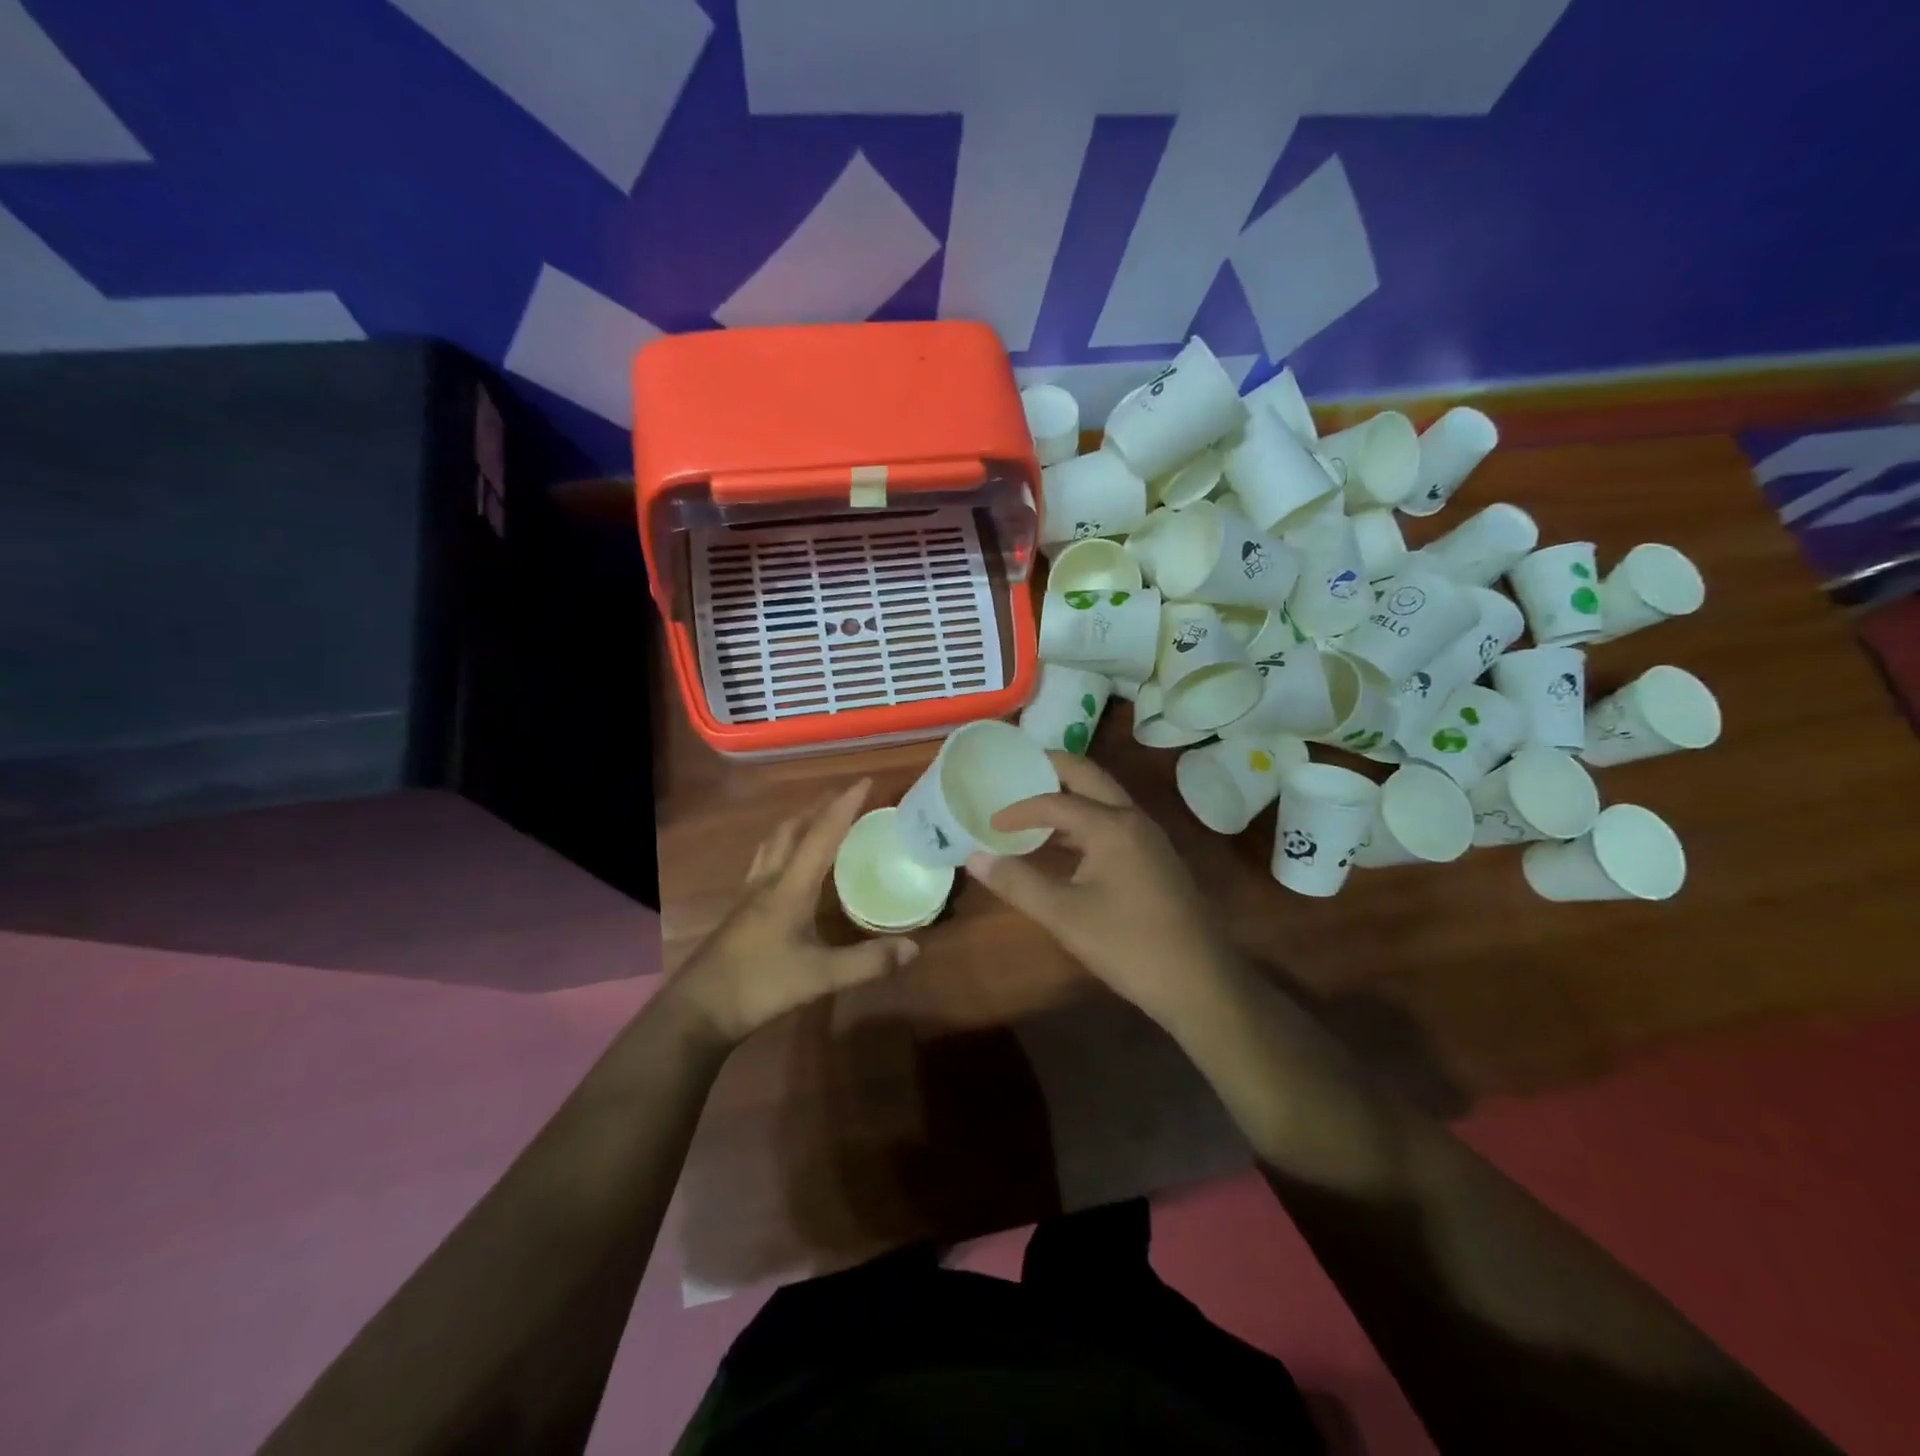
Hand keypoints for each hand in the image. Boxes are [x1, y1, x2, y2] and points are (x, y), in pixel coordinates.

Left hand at [671, 779, 918, 1044]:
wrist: (700, 1008)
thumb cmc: (760, 985)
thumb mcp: (820, 977)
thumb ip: (867, 962)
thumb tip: (914, 948)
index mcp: (790, 886)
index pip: (822, 835)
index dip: (845, 806)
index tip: (866, 781)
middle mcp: (769, 880)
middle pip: (793, 829)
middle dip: (820, 807)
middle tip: (846, 796)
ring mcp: (750, 894)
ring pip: (774, 842)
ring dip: (798, 822)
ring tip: (817, 816)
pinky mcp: (741, 909)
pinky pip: (765, 860)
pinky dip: (784, 845)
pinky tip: (789, 862)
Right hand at [964, 753, 1232, 1024]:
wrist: (1199, 982)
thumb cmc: (1128, 944)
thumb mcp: (1064, 915)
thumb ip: (1018, 882)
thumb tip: (974, 857)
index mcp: (1112, 825)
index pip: (1055, 802)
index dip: (1019, 809)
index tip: (990, 822)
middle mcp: (1134, 819)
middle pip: (1088, 777)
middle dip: (1052, 768)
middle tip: (1017, 768)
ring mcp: (1150, 838)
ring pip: (1105, 799)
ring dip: (1070, 795)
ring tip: (1034, 806)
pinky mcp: (1156, 858)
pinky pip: (1114, 822)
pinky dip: (1085, 820)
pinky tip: (1066, 845)